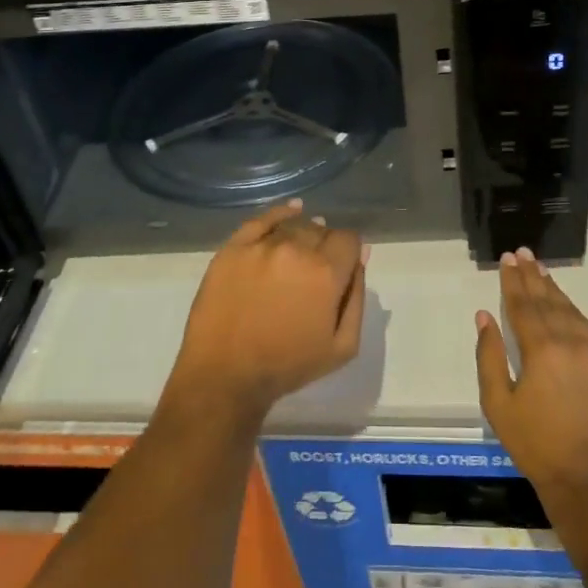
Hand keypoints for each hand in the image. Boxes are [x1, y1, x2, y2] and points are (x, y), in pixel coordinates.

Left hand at [169, 201, 366, 420]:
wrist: (225, 375)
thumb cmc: (288, 366)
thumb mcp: (342, 346)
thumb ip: (357, 296)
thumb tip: (362, 256)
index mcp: (327, 272)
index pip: (349, 239)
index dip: (349, 253)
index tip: (341, 269)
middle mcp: (296, 249)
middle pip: (322, 230)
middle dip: (325, 246)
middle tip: (314, 272)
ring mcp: (262, 246)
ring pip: (294, 225)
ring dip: (302, 235)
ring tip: (298, 253)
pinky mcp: (234, 248)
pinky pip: (262, 219)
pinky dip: (280, 213)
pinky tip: (291, 211)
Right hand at [475, 248, 587, 506]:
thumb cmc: (537, 446)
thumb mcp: (499, 405)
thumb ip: (490, 356)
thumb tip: (484, 317)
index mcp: (541, 349)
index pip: (523, 305)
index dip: (513, 281)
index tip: (507, 258)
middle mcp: (572, 342)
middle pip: (549, 301)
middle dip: (533, 276)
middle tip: (523, 253)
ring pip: (572, 312)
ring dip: (555, 290)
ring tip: (542, 271)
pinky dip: (576, 313)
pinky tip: (568, 308)